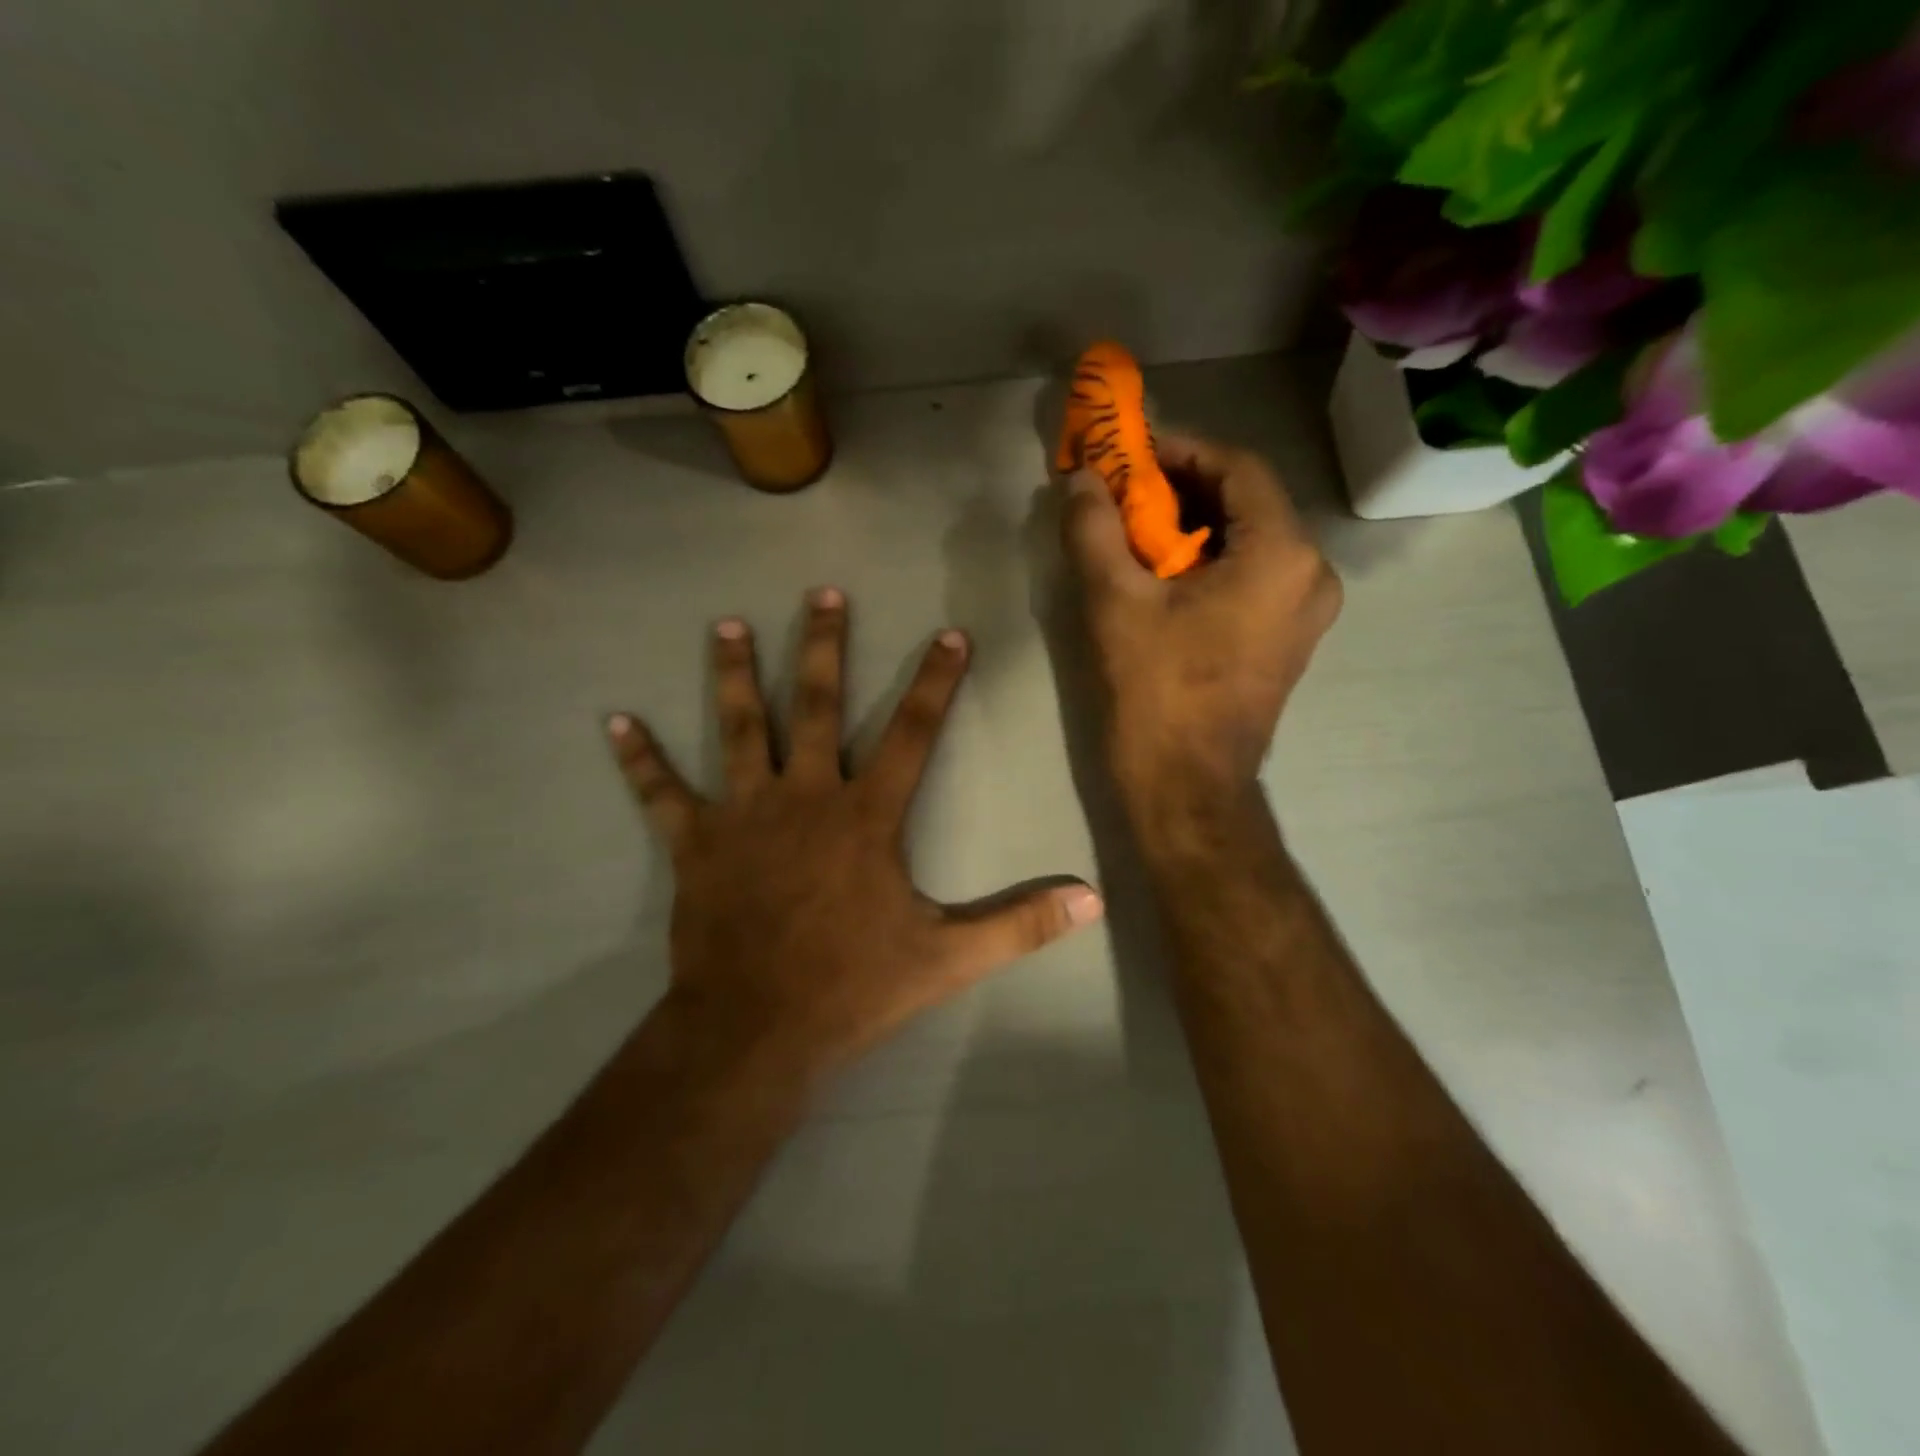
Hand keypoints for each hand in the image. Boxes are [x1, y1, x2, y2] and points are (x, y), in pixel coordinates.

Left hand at [607, 589, 1104, 1079]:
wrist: (758, 1029)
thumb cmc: (854, 986)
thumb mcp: (949, 957)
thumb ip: (1020, 923)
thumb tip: (1092, 900)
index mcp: (866, 816)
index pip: (913, 733)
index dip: (936, 682)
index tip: (950, 634)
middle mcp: (805, 797)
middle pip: (818, 707)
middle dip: (825, 647)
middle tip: (823, 593)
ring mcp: (744, 816)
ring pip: (740, 730)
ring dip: (736, 675)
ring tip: (730, 625)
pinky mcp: (695, 844)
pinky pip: (662, 794)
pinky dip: (640, 760)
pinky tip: (615, 722)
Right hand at [1060, 434, 1341, 820]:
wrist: (1187, 786)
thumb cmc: (1156, 691)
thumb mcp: (1115, 602)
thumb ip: (1095, 529)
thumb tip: (1080, 482)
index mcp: (1282, 554)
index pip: (1238, 468)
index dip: (1182, 451)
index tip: (1131, 455)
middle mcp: (1311, 574)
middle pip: (1248, 502)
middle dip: (1184, 489)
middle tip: (1126, 491)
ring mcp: (1306, 611)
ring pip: (1251, 540)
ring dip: (1195, 526)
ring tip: (1136, 529)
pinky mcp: (1288, 639)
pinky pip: (1253, 576)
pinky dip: (1210, 561)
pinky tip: (1164, 573)